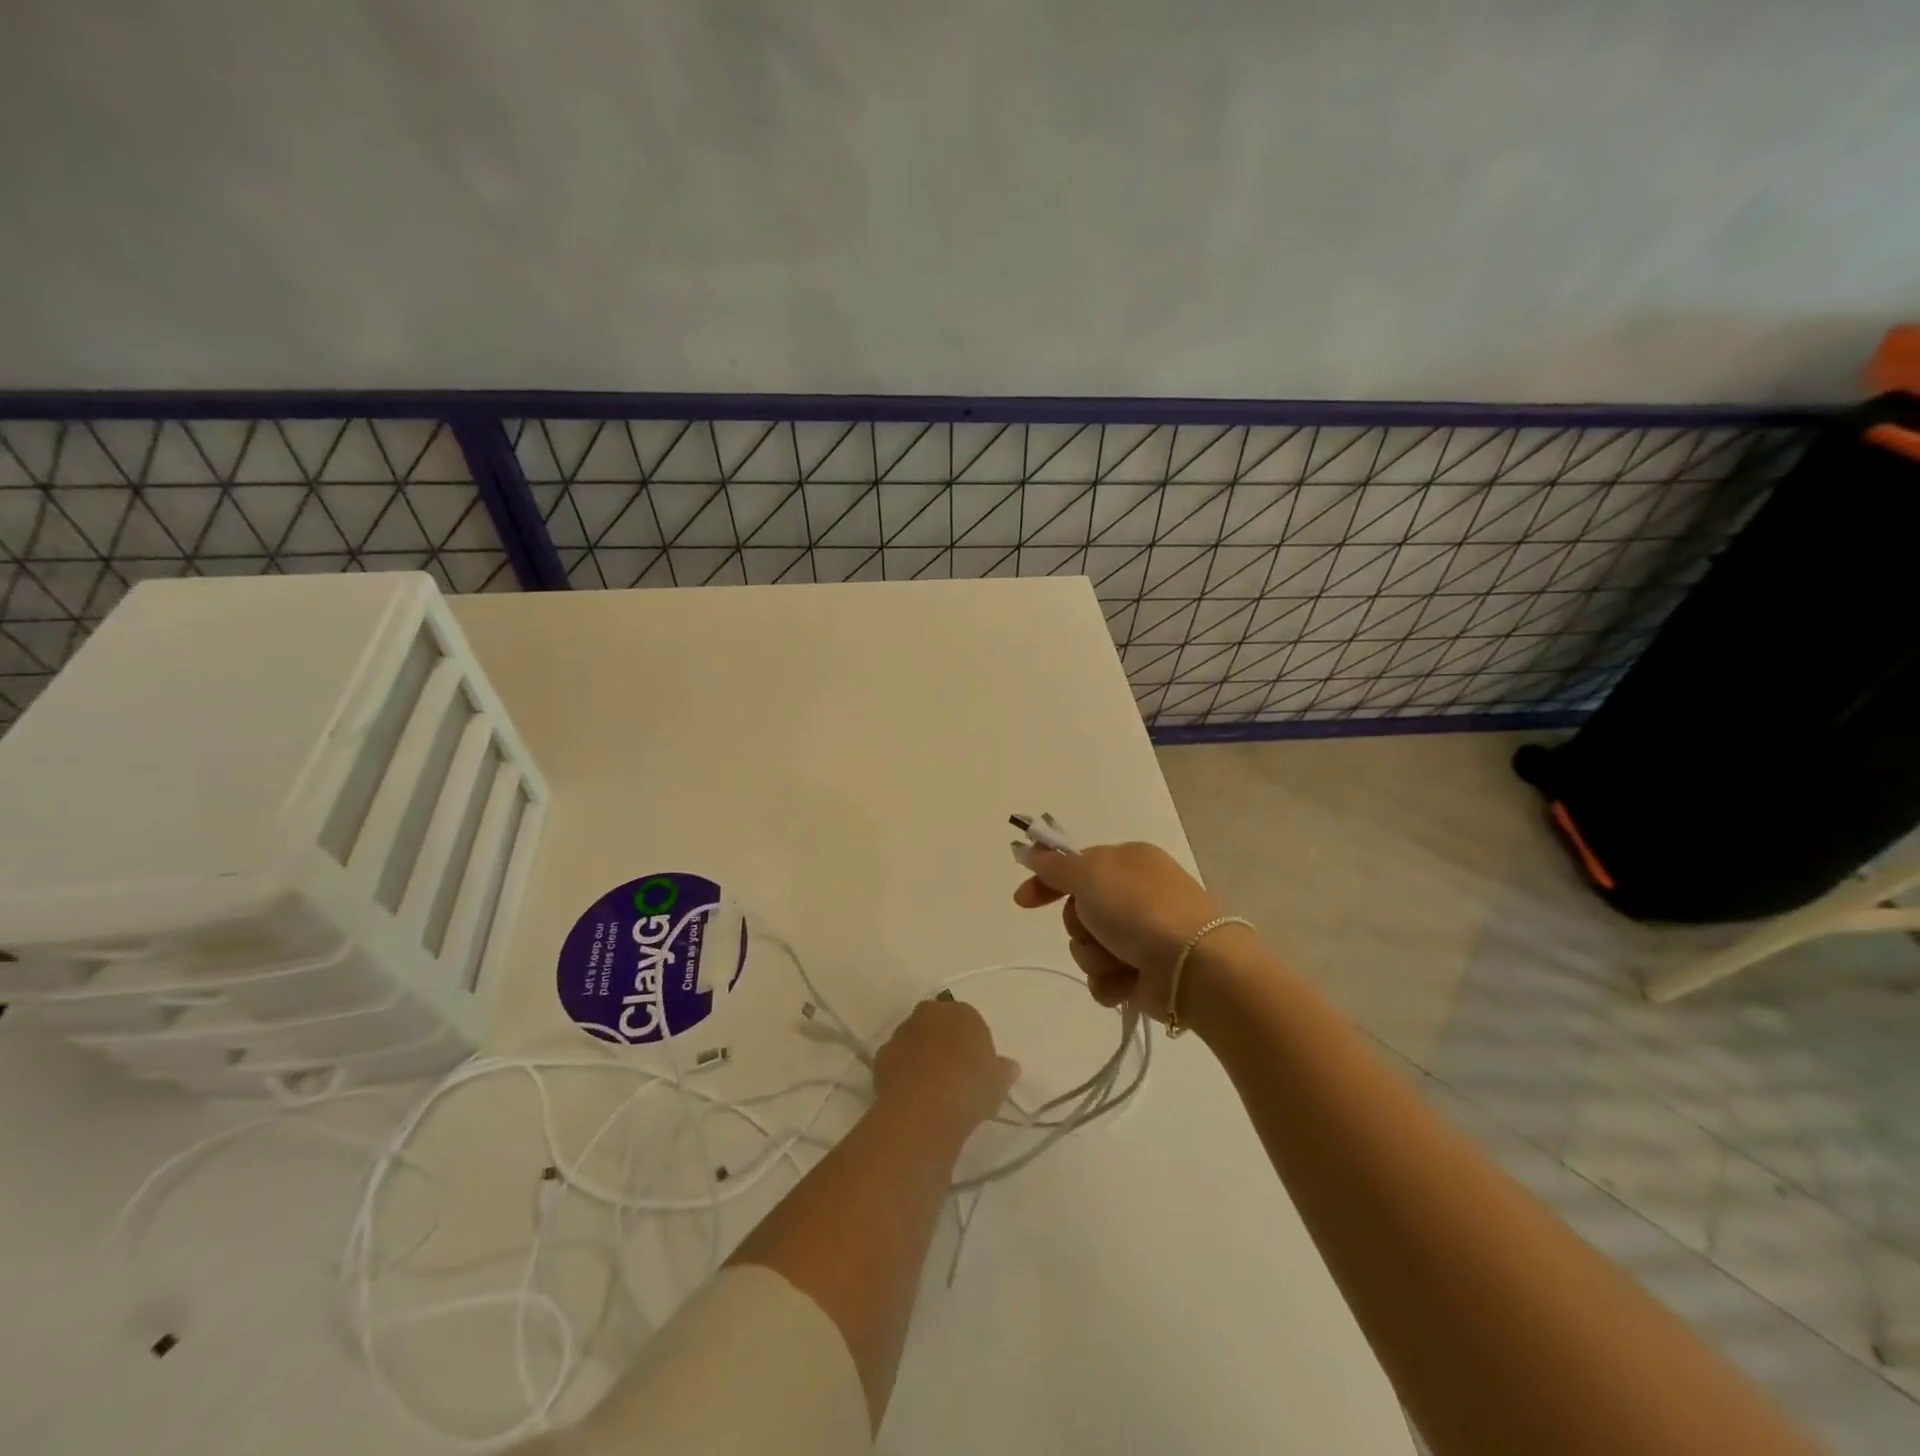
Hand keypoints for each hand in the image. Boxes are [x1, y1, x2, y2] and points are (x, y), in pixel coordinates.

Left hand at [871, 999, 1020, 1136]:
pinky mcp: (882, 1056)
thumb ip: (1003, 1071)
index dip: (970, 1043)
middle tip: (952, 1073)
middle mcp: (930, 1014)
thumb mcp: (998, 1083)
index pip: (968, 1020)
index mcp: (962, 1012)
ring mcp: (902, 1033)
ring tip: (929, 1088)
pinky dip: (901, 1073)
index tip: (975, 1066)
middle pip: (937, 1024)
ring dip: (919, 1056)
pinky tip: (911, 1096)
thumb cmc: (971, 1086)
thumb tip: (1010, 1067)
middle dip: (941, 1042)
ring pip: (913, 1041)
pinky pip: (896, 1062)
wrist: (926, 1106)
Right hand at [1013, 841, 1236, 1020]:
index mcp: (1128, 861)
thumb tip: (1032, 850)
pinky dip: (1111, 981)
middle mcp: (1135, 895)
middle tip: (1096, 927)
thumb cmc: (1140, 909)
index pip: (1074, 867)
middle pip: (1078, 911)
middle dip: (1079, 925)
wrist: (1193, 966)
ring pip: (1088, 947)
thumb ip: (1056, 866)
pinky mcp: (1143, 972)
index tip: (1022, 900)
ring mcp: (1141, 935)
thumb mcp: (1090, 874)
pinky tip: (1127, 980)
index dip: (1046, 882)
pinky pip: (1104, 978)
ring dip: (1095, 956)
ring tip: (1120, 958)